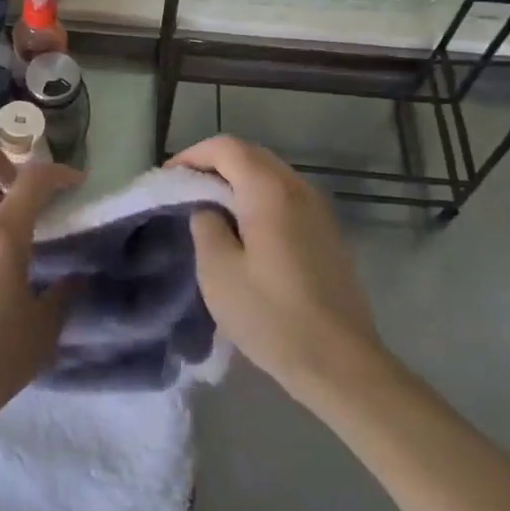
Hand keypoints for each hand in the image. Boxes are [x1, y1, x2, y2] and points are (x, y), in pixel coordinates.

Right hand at [169, 135, 388, 408]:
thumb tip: (208, 207)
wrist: (340, 363)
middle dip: (214, 164)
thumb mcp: (218, 271)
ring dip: (237, 181)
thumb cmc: (272, 316)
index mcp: (269, 190)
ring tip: (209, 208)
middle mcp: (298, 188)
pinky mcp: (327, 232)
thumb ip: (205, 224)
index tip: (169, 178)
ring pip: (270, 174)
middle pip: (250, 155)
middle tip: (185, 190)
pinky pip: (285, 196)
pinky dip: (257, 198)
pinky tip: (244, 229)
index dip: (193, 156)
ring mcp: (318, 209)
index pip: (226, 147)